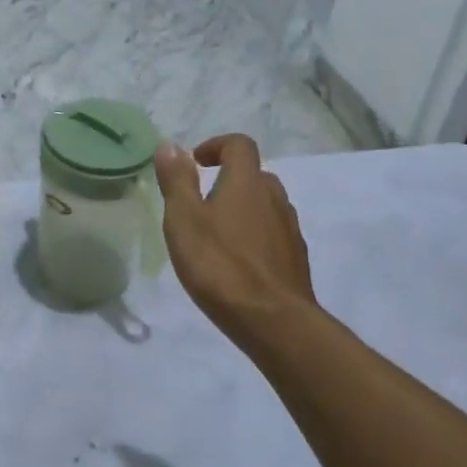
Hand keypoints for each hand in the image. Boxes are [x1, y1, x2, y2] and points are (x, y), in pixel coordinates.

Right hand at [154, 135, 313, 326]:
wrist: (273, 321)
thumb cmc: (220, 265)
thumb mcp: (184, 220)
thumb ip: (177, 181)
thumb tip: (170, 145)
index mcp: (247, 182)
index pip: (239, 145)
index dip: (217, 146)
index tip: (196, 162)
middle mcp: (274, 198)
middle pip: (254, 175)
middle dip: (228, 180)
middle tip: (201, 203)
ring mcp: (290, 229)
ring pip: (266, 206)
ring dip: (243, 209)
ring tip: (216, 236)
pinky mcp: (296, 259)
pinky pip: (274, 234)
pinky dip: (256, 237)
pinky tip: (237, 263)